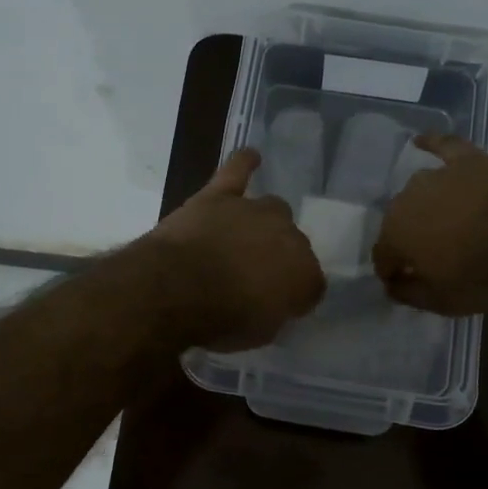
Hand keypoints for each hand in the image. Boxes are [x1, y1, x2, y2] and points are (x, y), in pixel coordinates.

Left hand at [144, 148, 324, 348]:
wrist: (176, 289)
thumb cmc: (221, 320)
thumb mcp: (259, 332)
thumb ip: (274, 312)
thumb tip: (274, 302)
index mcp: (304, 274)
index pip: (311, 283)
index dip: (295, 295)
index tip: (279, 306)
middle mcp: (288, 235)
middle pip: (293, 243)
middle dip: (279, 257)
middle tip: (255, 276)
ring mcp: (253, 211)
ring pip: (272, 209)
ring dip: (263, 224)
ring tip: (246, 238)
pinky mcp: (220, 196)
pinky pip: (237, 171)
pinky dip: (244, 164)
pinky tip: (251, 156)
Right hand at [372, 135, 487, 315]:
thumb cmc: (485, 279)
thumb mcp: (440, 302)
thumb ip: (408, 293)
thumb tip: (393, 285)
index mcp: (395, 234)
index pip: (383, 255)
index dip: (392, 270)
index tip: (403, 282)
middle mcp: (407, 198)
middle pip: (400, 220)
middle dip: (409, 237)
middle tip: (431, 254)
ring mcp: (439, 175)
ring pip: (421, 191)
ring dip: (426, 206)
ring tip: (443, 221)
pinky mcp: (471, 160)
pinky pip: (444, 146)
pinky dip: (432, 144)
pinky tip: (421, 141)